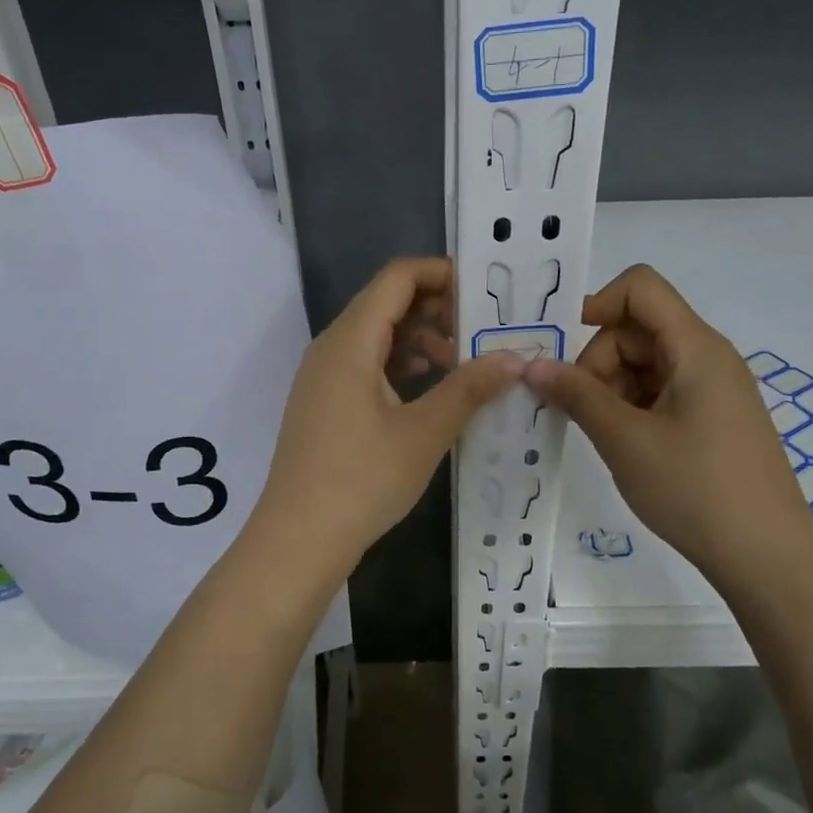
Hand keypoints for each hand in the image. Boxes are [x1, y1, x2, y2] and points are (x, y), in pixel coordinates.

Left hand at [249, 258, 522, 584]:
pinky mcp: (325, 402)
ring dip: (421, 338)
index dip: (442, 273)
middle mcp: (332, 347)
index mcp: (350, 341)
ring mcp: (323, 376)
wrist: (298, 538)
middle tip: (485, 330)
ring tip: (464, 363)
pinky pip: (366, 364)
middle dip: (437, 307)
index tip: (485, 291)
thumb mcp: (425, 432)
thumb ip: (469, 388)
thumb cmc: (362, 480)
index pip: (397, 277)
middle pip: (387, 302)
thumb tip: (514, 358)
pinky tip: (430, 389)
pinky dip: (400, 365)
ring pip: (377, 335)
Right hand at [523, 264, 812, 601]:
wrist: (767, 558)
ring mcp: (713, 389)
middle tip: (576, 409)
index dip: (596, 304)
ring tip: (600, 434)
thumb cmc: (695, 490)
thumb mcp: (625, 440)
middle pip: (638, 329)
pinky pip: (662, 392)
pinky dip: (632, 407)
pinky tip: (622, 444)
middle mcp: (708, 357)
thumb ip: (576, 395)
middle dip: (598, 361)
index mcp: (695, 347)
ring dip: (611, 388)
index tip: (564, 351)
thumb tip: (532, 365)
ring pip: (646, 363)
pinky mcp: (713, 418)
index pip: (640, 287)